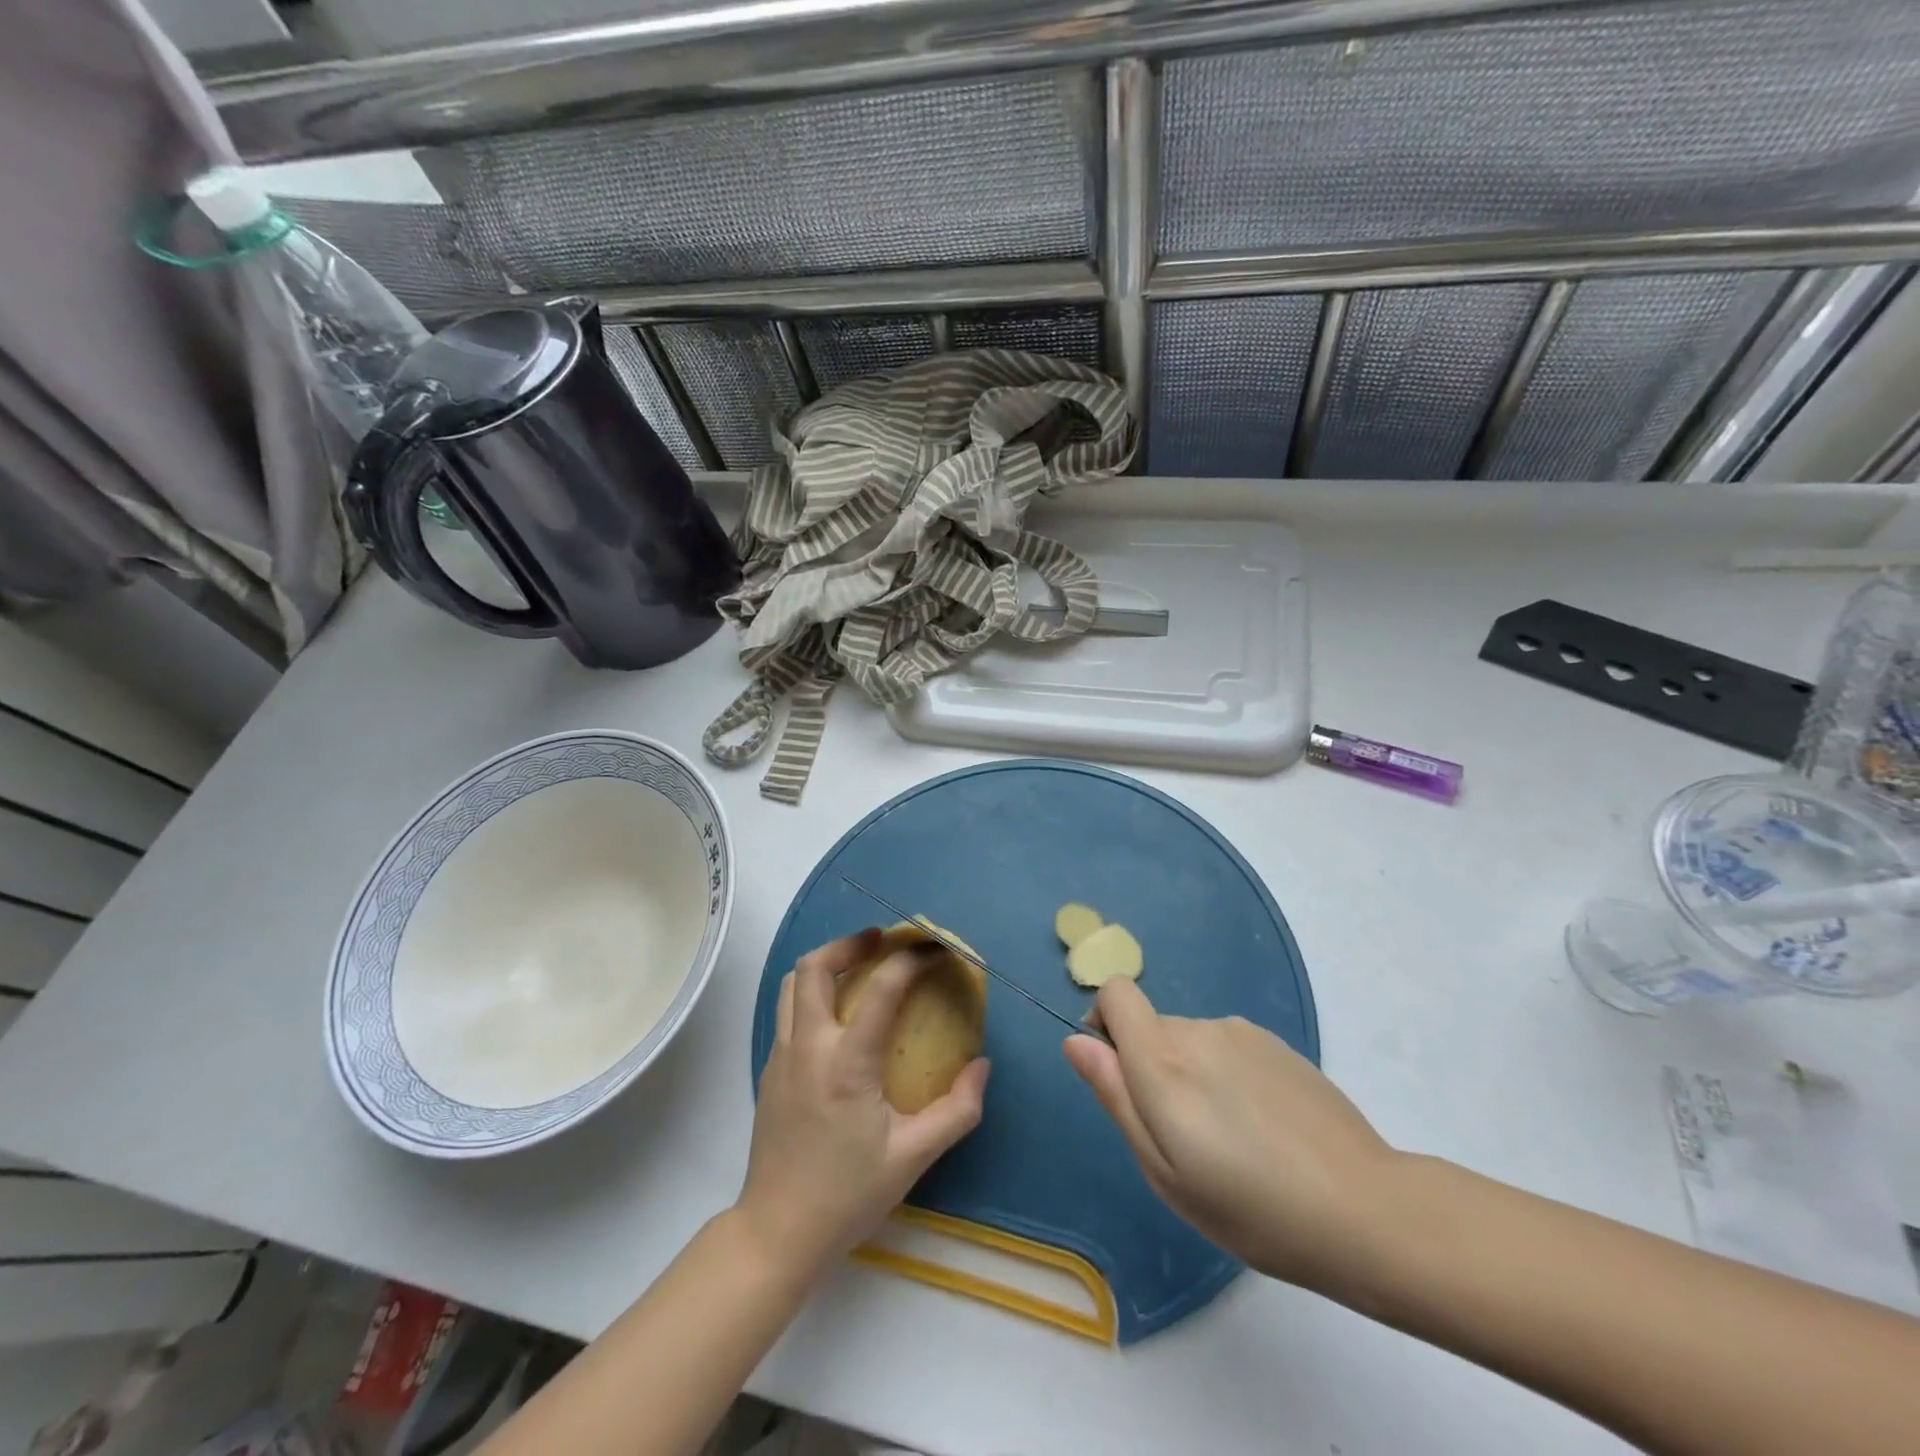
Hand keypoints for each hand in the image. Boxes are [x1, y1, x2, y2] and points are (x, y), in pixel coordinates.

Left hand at [737, 929, 989, 1278]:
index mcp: (846, 1063)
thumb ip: (956, 1111)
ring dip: (827, 963)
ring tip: (859, 967)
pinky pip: (788, 1011)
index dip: (912, 959)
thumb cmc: (847, 1195)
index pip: (880, 988)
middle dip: (851, 943)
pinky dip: (813, 993)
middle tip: (883, 941)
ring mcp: (781, 1056)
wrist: (777, 1233)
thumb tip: (982, 1066)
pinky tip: (838, 1016)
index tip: (936, 950)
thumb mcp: (913, 1158)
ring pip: (794, 984)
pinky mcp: (769, 1071)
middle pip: (815, 967)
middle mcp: (808, 1047)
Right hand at [1063, 978, 1400, 1293]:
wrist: (1365, 1210)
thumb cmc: (1251, 1208)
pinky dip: (1227, 1075)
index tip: (1120, 1075)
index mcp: (1163, 1060)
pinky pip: (1228, 1047)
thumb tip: (1076, 1041)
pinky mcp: (1278, 1044)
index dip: (1104, 1023)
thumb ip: (1115, 1096)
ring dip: (1192, 1074)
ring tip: (1231, 1139)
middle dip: (1151, 1067)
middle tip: (1185, 1139)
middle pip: (1152, 1026)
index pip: (1116, 993)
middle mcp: (1199, 1030)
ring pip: (1191, 1040)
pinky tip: (1263, 1128)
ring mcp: (1243, 1033)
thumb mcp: (1164, 1170)